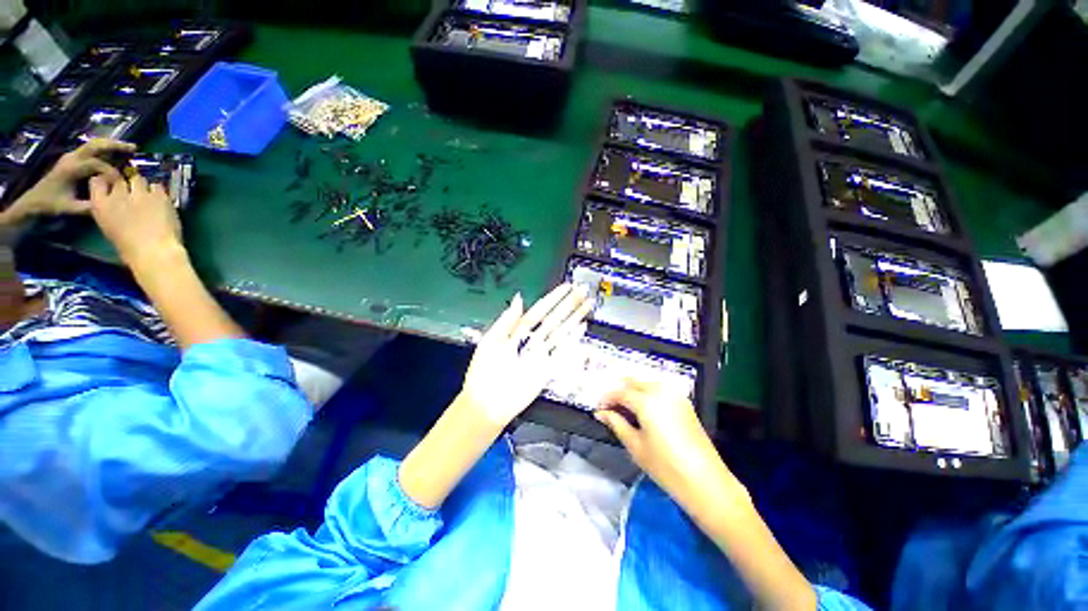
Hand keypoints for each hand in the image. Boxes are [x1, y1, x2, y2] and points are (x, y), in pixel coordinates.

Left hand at [6, 139, 133, 221]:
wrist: (34, 200)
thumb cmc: (51, 205)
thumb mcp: (69, 208)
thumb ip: (88, 206)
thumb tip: (110, 204)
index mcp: (71, 168)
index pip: (96, 164)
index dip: (111, 172)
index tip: (122, 183)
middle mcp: (72, 158)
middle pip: (95, 145)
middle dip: (115, 145)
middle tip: (134, 148)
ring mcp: (72, 156)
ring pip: (95, 144)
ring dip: (112, 144)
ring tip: (130, 148)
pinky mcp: (74, 159)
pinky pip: (92, 149)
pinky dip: (106, 148)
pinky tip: (116, 153)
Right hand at [89, 173, 183, 270]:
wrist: (154, 252)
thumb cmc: (130, 249)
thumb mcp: (109, 228)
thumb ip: (110, 211)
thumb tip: (117, 203)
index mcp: (99, 205)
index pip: (97, 181)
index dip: (106, 183)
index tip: (112, 188)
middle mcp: (117, 195)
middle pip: (120, 180)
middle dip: (126, 186)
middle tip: (134, 197)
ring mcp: (139, 193)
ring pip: (138, 179)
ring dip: (143, 187)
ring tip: (149, 198)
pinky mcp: (159, 195)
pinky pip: (157, 186)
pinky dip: (159, 192)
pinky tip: (161, 201)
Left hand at [460, 283, 592, 426]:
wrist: (487, 403)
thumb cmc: (484, 372)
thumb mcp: (491, 340)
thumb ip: (507, 320)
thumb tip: (519, 298)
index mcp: (517, 332)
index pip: (539, 311)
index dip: (553, 299)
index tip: (566, 287)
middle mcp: (532, 340)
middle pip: (554, 319)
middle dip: (569, 304)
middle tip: (583, 290)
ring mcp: (542, 354)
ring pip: (561, 332)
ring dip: (575, 318)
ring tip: (587, 304)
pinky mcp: (548, 368)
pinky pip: (563, 352)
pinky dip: (573, 340)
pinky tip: (581, 328)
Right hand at [595, 379, 745, 508]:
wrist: (706, 482)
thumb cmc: (665, 466)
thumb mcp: (635, 445)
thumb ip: (616, 423)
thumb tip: (600, 413)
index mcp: (646, 400)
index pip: (620, 392)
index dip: (606, 399)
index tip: (598, 408)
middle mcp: (661, 391)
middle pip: (634, 382)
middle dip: (620, 391)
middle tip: (609, 406)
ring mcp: (675, 395)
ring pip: (647, 383)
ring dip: (633, 390)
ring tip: (624, 407)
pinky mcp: (684, 403)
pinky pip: (660, 389)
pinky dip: (647, 393)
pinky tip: (643, 408)